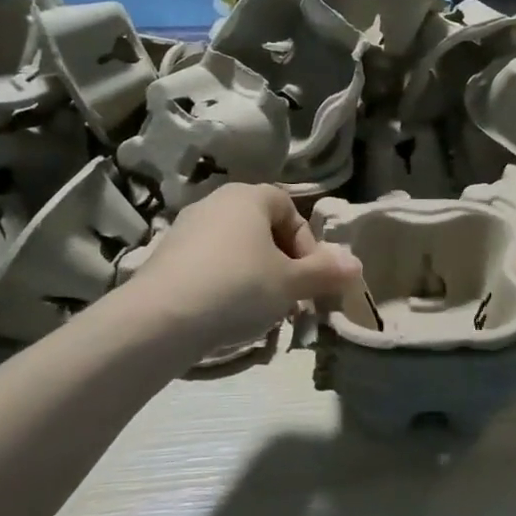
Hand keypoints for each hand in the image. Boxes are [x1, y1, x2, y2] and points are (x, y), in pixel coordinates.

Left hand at [127, 185, 360, 360]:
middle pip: (261, 229)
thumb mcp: (290, 283)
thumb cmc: (237, 288)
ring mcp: (185, 228)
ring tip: (257, 312)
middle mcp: (215, 202)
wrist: (159, 319)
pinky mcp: (164, 256)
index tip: (308, 278)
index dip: (306, 244)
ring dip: (253, 276)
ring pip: (234, 248)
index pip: (289, 208)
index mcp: (249, 196)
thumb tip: (356, 265)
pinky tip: (223, 316)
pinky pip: (207, 264)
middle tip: (287, 298)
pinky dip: (222, 284)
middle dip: (281, 263)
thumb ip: (325, 272)